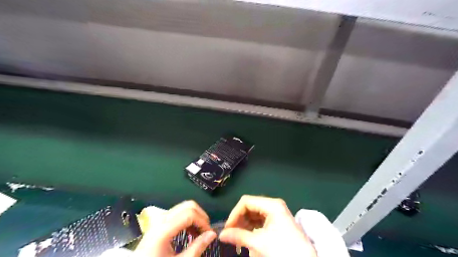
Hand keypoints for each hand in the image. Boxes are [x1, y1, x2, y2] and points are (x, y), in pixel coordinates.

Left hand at [135, 201, 216, 256]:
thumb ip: (196, 248)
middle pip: (187, 206)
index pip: (189, 214)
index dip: (203, 221)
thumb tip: (212, 234)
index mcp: (163, 229)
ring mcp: (159, 220)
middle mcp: (161, 220)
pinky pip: (178, 213)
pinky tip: (190, 231)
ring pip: (183, 207)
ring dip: (195, 216)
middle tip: (206, 231)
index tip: (210, 234)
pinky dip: (188, 218)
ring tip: (199, 232)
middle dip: (201, 216)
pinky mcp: (159, 223)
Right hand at [220, 196, 316, 255]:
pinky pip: (260, 221)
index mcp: (271, 204)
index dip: (234, 213)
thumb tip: (222, 235)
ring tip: (237, 238)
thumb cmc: (284, 250)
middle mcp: (274, 205)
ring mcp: (276, 214)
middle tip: (230, 234)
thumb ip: (239, 236)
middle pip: (250, 207)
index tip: (227, 228)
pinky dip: (251, 228)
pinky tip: (246, 237)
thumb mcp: (259, 243)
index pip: (246, 201)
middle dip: (239, 220)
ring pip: (254, 215)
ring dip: (244, 225)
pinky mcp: (277, 222)